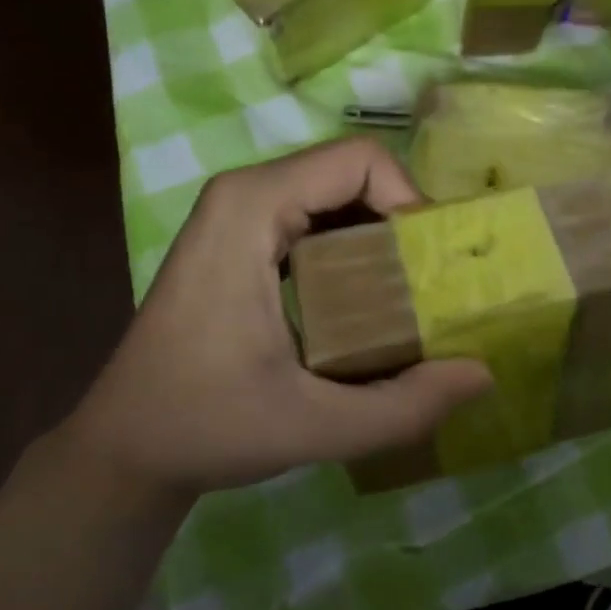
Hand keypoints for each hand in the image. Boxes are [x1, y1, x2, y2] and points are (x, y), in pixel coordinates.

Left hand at [61, 139, 491, 491]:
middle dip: (405, 222)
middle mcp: (245, 193)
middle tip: (435, 286)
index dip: (412, 201)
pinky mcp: (240, 238)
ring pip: (338, 195)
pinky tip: (370, 302)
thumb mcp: (316, 427)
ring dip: (384, 236)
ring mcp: (238, 214)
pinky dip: (356, 247)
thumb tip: (483, 375)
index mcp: (252, 208)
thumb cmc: (205, 426)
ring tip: (412, 297)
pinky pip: (316, 218)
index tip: (434, 267)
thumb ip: (405, 406)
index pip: (361, 160)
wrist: (126, 449)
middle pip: (354, 173)